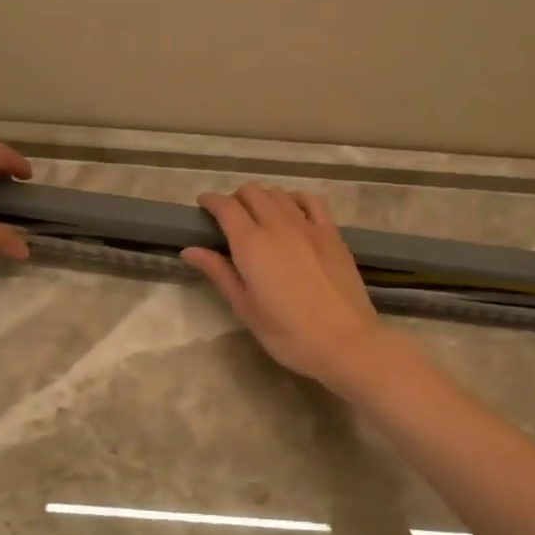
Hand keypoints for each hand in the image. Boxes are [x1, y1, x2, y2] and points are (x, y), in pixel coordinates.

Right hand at [182, 183, 392, 393]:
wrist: (345, 341)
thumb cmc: (288, 333)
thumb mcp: (245, 307)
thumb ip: (218, 272)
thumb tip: (189, 250)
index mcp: (251, 243)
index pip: (226, 207)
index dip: (210, 201)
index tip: (202, 206)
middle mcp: (278, 225)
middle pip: (252, 192)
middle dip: (235, 198)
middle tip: (229, 218)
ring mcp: (308, 226)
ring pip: (279, 193)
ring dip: (263, 198)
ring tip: (258, 217)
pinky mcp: (332, 234)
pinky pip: (310, 201)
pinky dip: (294, 199)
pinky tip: (292, 212)